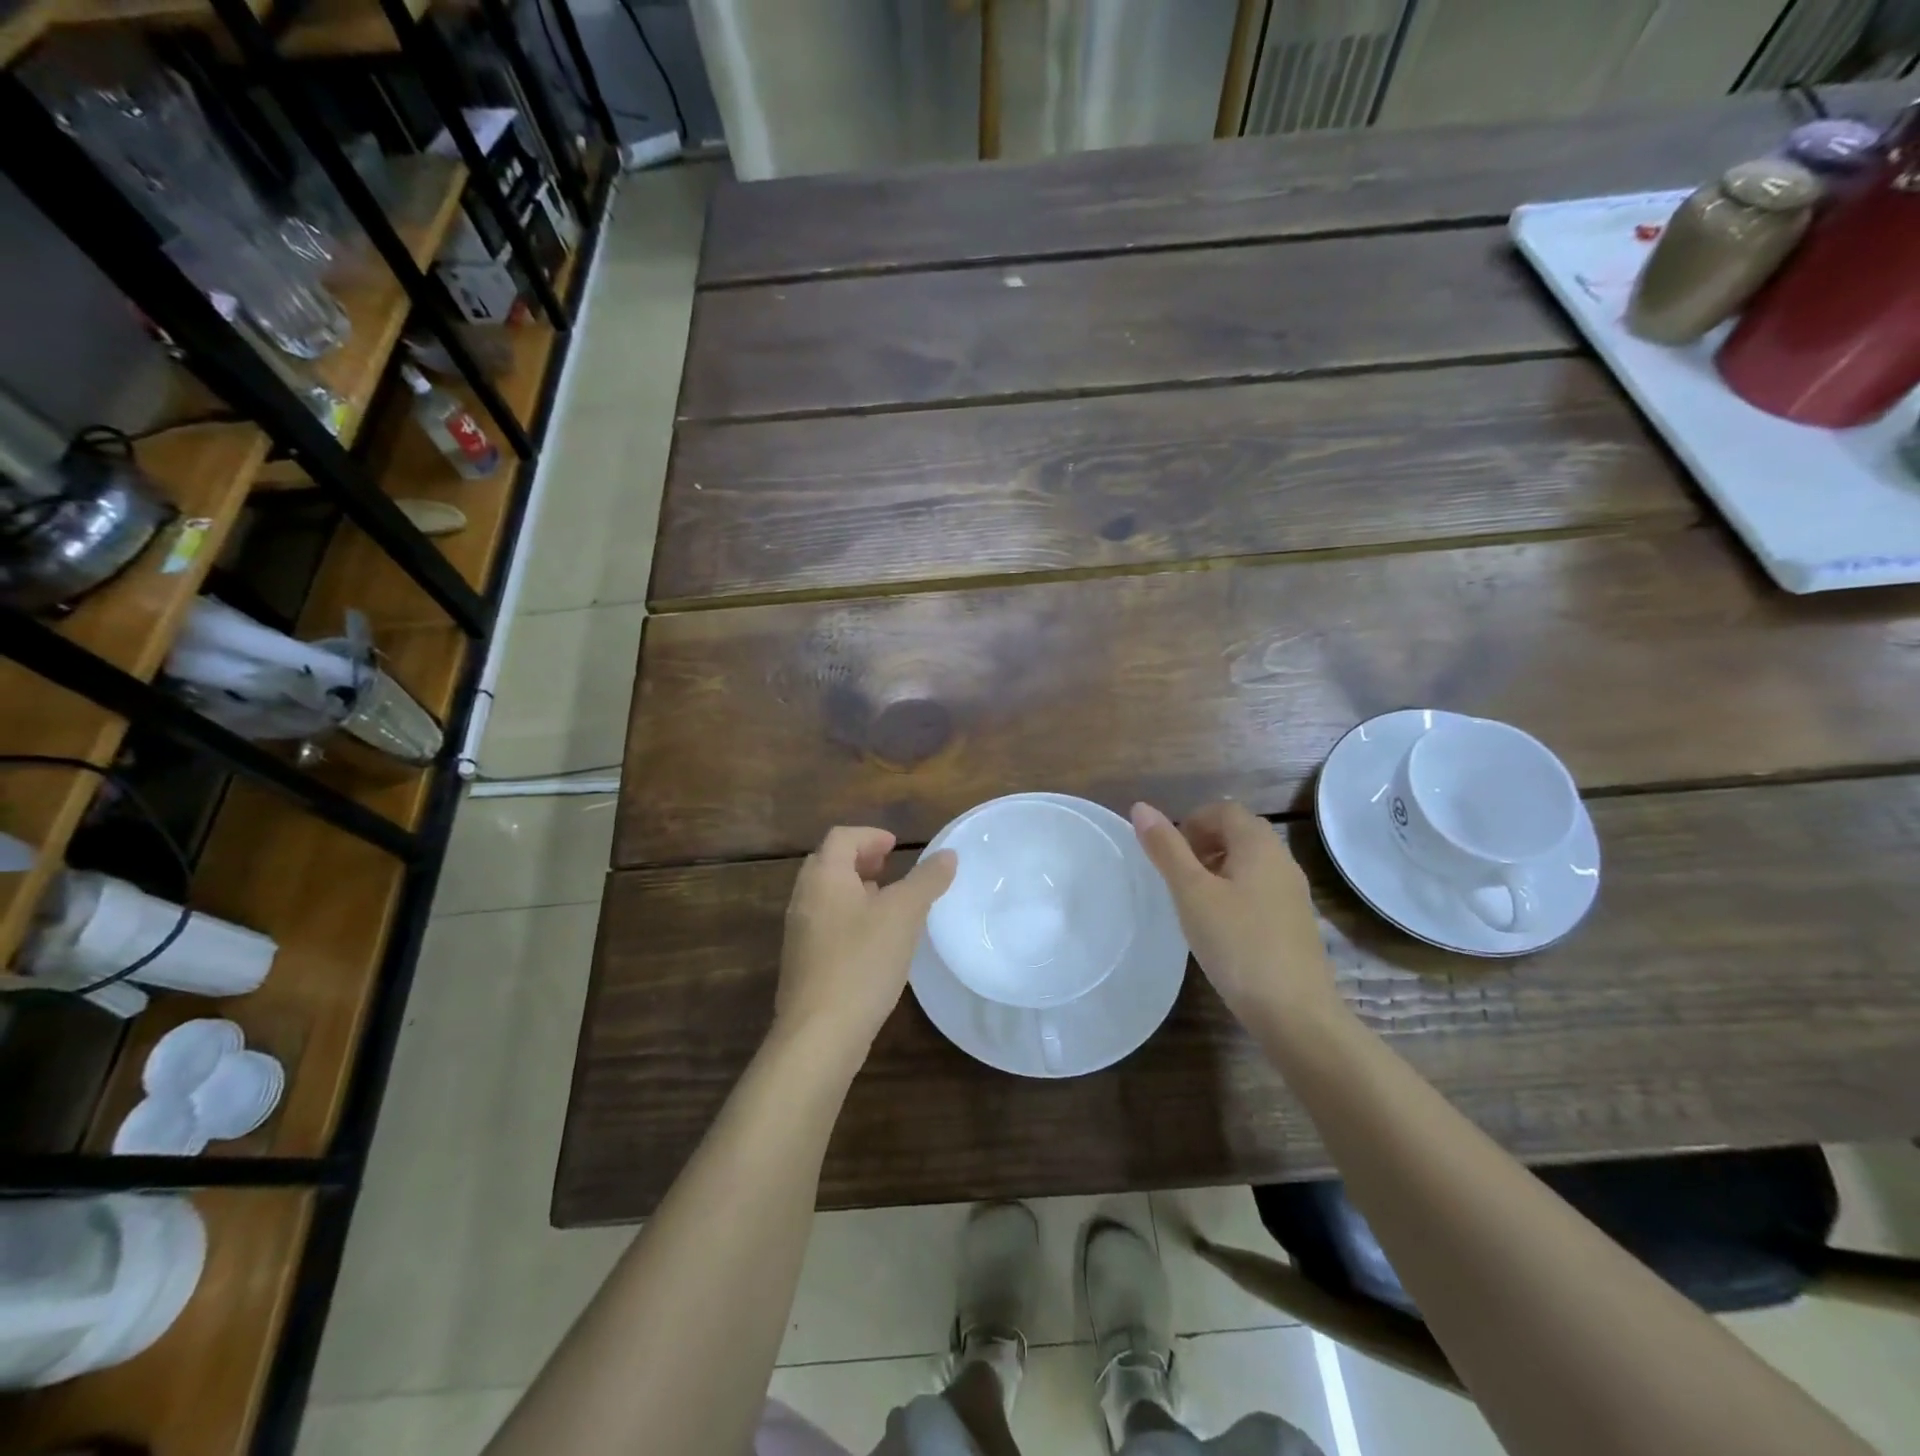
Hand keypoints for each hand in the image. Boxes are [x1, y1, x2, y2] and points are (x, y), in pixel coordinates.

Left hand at [774, 826, 957, 1063]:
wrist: (820, 1034)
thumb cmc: (862, 962)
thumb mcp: (904, 915)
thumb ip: (927, 880)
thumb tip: (948, 855)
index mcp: (824, 876)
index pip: (842, 837)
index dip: (871, 835)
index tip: (897, 847)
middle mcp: (804, 898)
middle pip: (830, 862)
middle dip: (861, 859)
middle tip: (890, 868)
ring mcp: (799, 932)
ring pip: (827, 895)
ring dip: (856, 889)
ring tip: (887, 902)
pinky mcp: (803, 962)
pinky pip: (826, 923)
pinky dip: (850, 916)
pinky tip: (875, 941)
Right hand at [1130, 801, 1339, 1025]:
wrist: (1295, 1013)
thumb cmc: (1237, 944)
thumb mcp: (1192, 893)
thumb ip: (1166, 849)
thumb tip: (1141, 808)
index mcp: (1259, 845)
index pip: (1224, 810)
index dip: (1192, 821)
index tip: (1169, 853)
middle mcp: (1281, 860)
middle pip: (1239, 832)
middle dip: (1203, 843)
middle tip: (1176, 875)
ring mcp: (1292, 894)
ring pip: (1250, 863)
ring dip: (1218, 868)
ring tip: (1192, 901)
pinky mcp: (1294, 923)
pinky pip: (1260, 890)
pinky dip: (1234, 893)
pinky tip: (1219, 927)